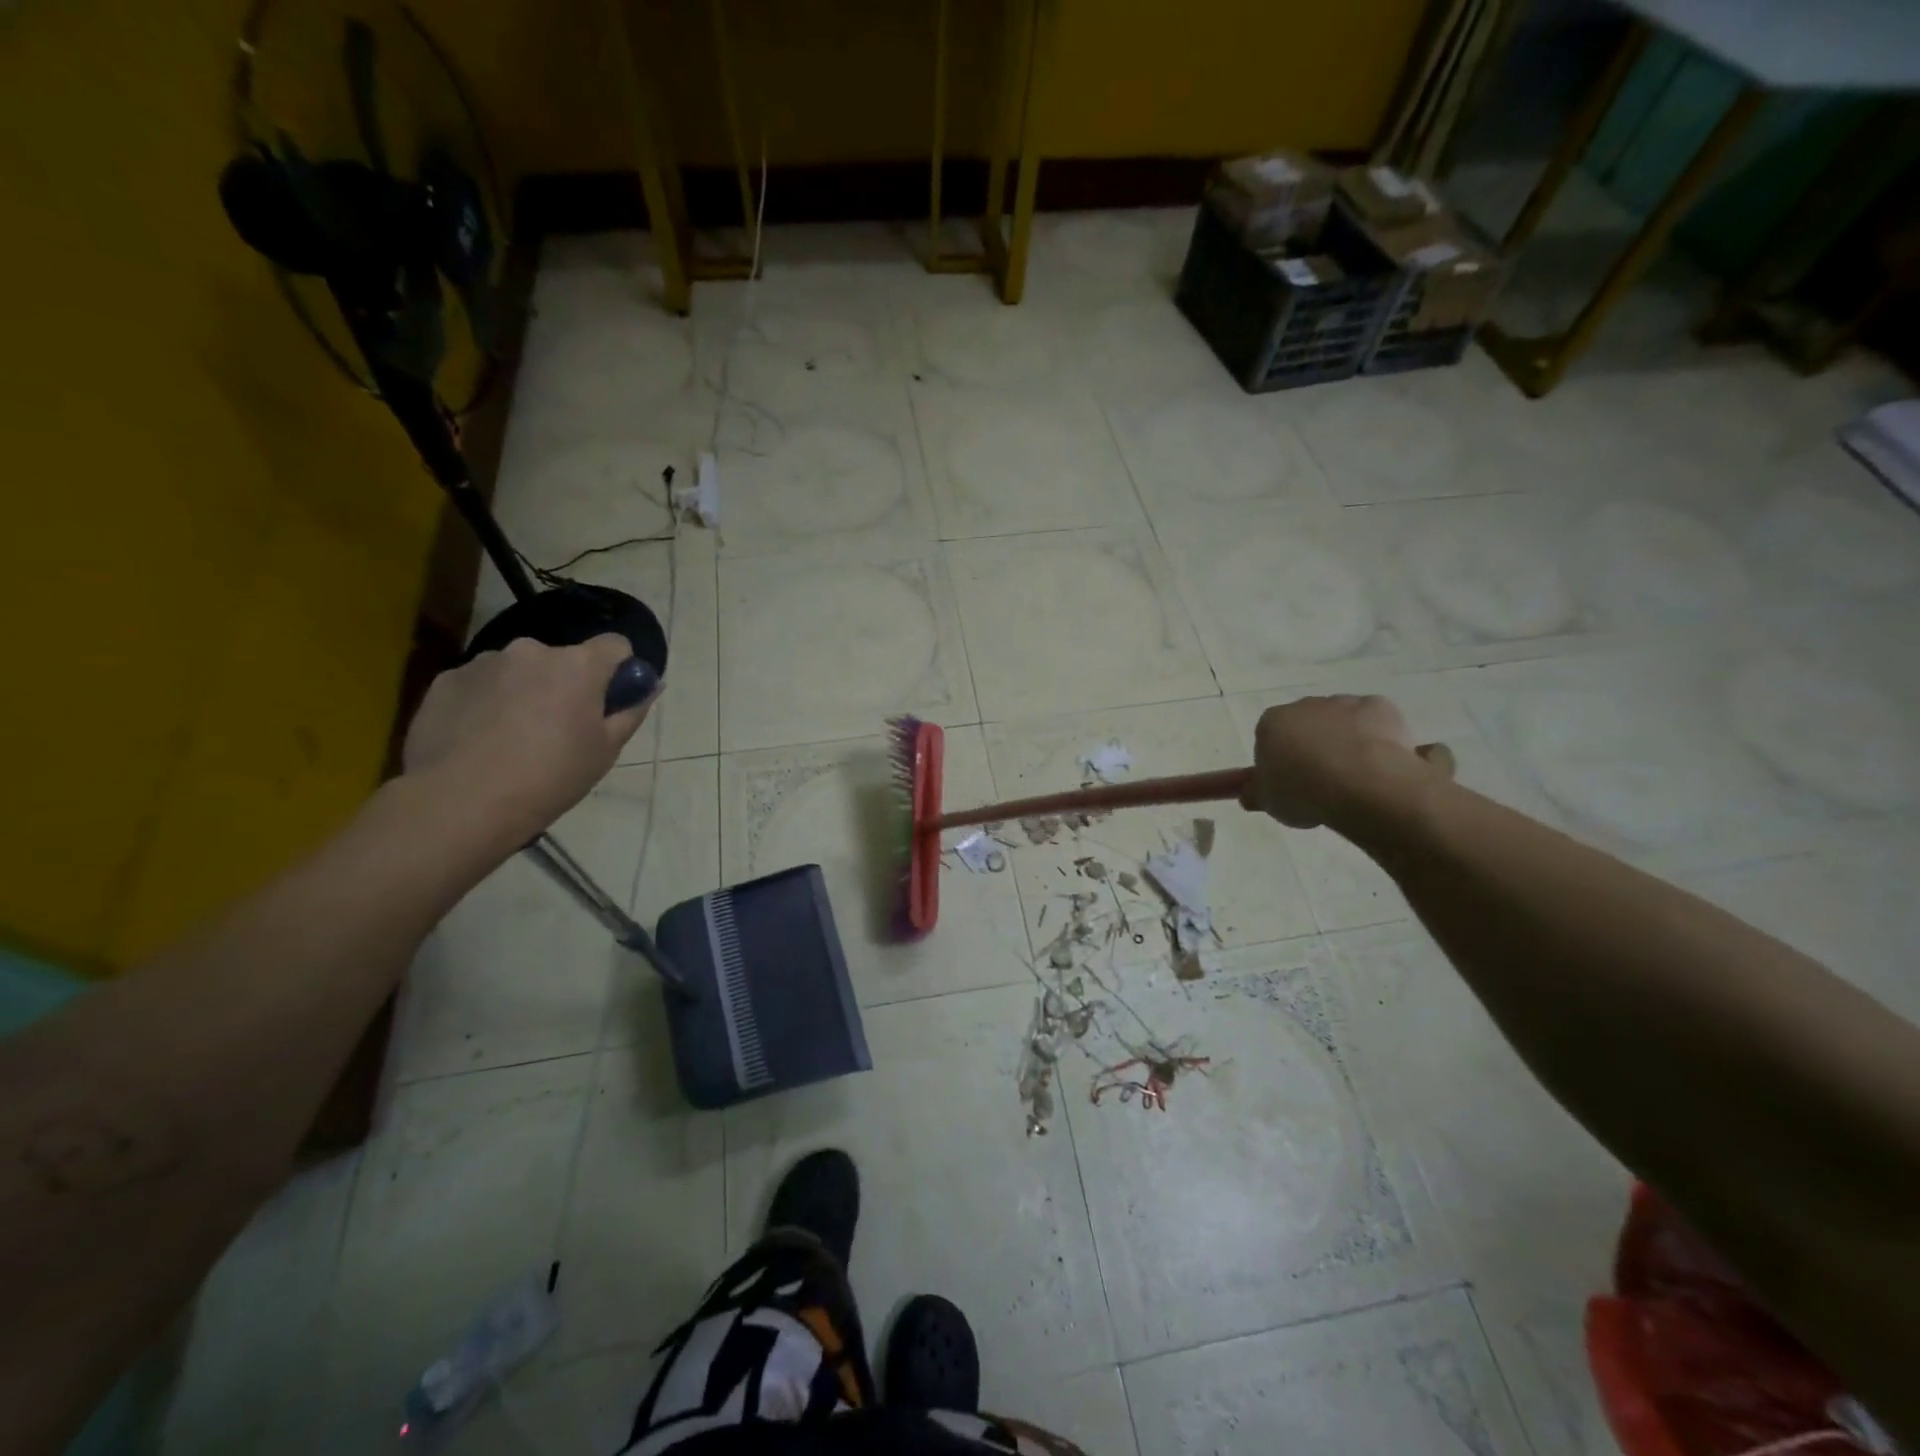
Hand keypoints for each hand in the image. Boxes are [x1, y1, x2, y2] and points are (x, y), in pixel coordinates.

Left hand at [402, 635, 651, 837]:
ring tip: (512, 737)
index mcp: (578, 665)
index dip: (618, 670)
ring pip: (518, 671)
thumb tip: (650, 686)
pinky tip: (480, 739)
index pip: (615, 645)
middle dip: (565, 684)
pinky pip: (480, 684)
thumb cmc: (551, 777)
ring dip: (524, 691)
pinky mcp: (445, 680)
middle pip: (563, 660)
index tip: (609, 700)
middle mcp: (532, 650)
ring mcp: (484, 662)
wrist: (463, 802)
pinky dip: (486, 703)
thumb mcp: (606, 750)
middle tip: (559, 729)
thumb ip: (631, 710)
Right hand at [1241, 694, 1453, 829]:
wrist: (1361, 783)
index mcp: (1272, 723)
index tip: (1289, 784)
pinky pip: (1374, 721)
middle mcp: (1305, 705)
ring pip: (1340, 721)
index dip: (1279, 761)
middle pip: (1305, 725)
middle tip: (1321, 782)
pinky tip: (1380, 763)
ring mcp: (1343, 703)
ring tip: (1354, 777)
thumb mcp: (1269, 801)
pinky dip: (1376, 738)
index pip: (1269, 737)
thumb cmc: (1304, 791)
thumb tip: (1248, 792)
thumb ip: (1256, 792)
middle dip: (1311, 746)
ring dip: (1343, 740)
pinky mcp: (1379, 707)